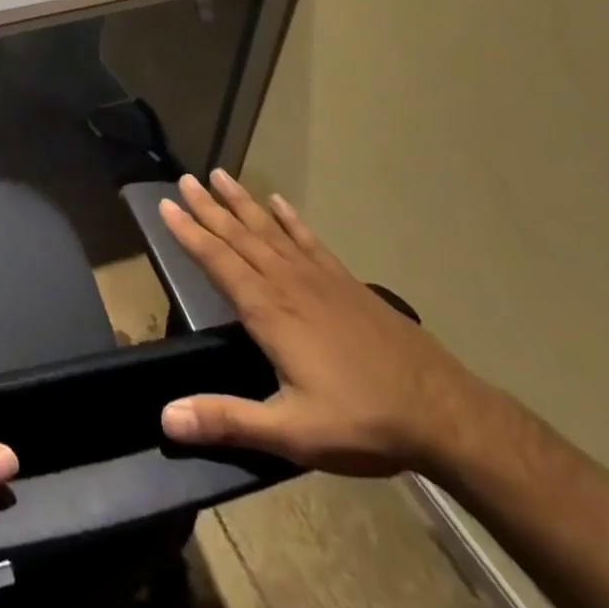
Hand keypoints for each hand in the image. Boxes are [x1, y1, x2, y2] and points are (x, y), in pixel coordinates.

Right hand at [158, 169, 487, 476]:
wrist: (444, 414)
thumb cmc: (362, 421)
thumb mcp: (292, 432)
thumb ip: (228, 420)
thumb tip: (166, 417)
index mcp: (269, 311)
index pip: (217, 260)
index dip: (188, 232)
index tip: (164, 204)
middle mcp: (288, 283)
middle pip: (239, 236)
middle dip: (208, 207)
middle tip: (183, 179)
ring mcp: (320, 278)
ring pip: (270, 230)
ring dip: (242, 202)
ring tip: (219, 175)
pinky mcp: (346, 282)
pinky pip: (310, 240)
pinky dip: (291, 219)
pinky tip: (279, 202)